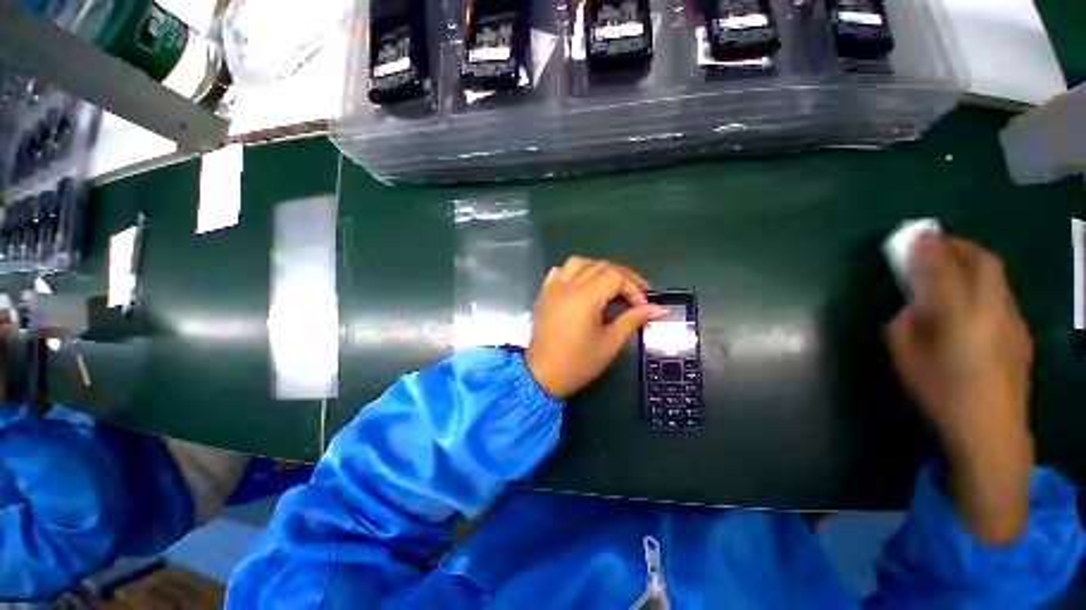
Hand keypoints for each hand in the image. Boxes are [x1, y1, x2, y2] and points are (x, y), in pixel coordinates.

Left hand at [525, 257, 666, 398]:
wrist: (542, 375)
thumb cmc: (578, 363)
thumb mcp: (610, 343)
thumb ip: (632, 320)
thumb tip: (658, 308)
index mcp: (585, 298)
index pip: (615, 277)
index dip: (633, 287)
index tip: (643, 306)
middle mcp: (568, 286)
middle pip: (600, 266)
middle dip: (622, 277)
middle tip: (635, 294)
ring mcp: (553, 288)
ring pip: (579, 263)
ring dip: (599, 269)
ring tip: (610, 285)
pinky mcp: (544, 293)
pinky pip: (560, 271)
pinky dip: (575, 272)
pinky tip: (582, 285)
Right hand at [886, 236, 1033, 543]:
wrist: (992, 432)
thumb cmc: (941, 394)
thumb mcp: (905, 359)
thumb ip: (906, 324)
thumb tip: (914, 306)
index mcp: (957, 317)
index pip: (943, 268)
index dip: (929, 247)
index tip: (916, 234)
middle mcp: (991, 310)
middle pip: (982, 261)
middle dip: (958, 245)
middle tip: (936, 242)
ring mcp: (1012, 319)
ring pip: (996, 275)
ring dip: (973, 261)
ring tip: (952, 265)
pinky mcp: (1021, 331)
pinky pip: (1001, 293)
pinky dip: (983, 282)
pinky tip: (971, 298)